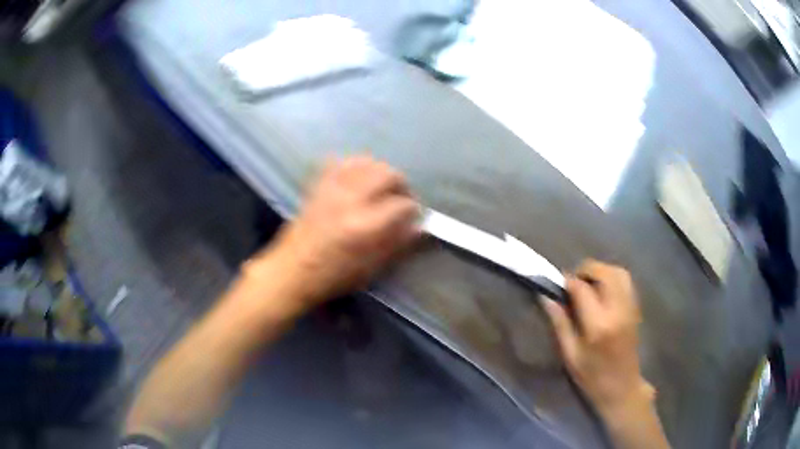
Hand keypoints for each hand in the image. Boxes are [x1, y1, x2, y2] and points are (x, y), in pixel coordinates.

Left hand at [264, 156, 420, 309]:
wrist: (292, 270)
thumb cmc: (333, 276)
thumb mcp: (370, 268)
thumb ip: (397, 243)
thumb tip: (417, 227)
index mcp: (365, 226)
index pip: (402, 204)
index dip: (414, 210)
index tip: (414, 217)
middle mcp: (350, 200)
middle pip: (387, 174)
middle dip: (401, 185)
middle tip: (401, 199)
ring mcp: (332, 189)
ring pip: (366, 162)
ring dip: (380, 172)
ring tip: (382, 187)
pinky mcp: (319, 185)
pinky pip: (340, 162)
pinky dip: (354, 166)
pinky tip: (357, 179)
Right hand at [543, 260, 653, 418]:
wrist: (622, 387)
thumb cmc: (592, 377)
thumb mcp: (569, 355)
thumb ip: (559, 323)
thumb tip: (546, 296)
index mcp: (598, 325)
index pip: (582, 289)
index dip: (567, 281)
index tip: (557, 284)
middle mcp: (618, 310)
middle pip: (605, 272)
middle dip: (586, 269)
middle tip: (573, 282)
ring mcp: (630, 307)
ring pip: (619, 272)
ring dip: (601, 271)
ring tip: (587, 283)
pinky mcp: (636, 308)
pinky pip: (626, 281)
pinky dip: (612, 277)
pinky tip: (602, 291)